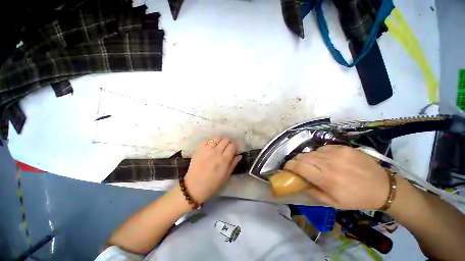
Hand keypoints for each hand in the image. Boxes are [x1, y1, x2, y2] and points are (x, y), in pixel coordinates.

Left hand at [183, 137, 241, 203]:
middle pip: (226, 139)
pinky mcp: (199, 149)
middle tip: (226, 149)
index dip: (234, 147)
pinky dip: (211, 142)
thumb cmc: (212, 184)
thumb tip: (239, 155)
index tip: (233, 151)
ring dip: (220, 141)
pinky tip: (211, 147)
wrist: (194, 187)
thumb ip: (233, 164)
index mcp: (224, 159)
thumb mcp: (226, 176)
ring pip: (217, 137)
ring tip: (219, 147)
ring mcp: (207, 149)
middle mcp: (216, 152)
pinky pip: (207, 140)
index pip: (233, 146)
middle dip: (228, 143)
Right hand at [284, 145, 390, 209]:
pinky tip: (326, 160)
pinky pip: (322, 149)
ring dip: (308, 158)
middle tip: (298, 166)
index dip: (289, 165)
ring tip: (313, 164)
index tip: (286, 167)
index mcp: (326, 179)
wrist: (383, 187)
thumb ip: (313, 191)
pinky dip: (319, 154)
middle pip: (302, 156)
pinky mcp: (342, 147)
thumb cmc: (356, 198)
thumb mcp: (333, 202)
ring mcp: (336, 153)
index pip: (299, 166)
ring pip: (311, 152)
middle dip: (296, 160)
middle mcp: (329, 163)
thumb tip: (299, 181)